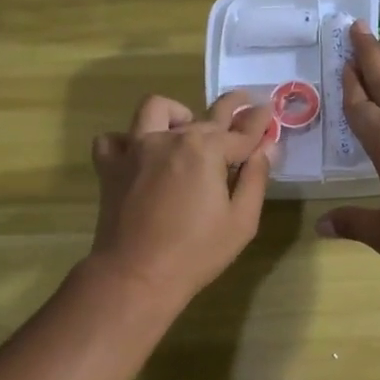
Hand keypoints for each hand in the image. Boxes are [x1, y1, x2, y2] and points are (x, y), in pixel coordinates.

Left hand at [87, 90, 276, 309]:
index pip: (240, 132)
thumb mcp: (241, 221)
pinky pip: (114, 139)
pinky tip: (140, 154)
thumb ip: (255, 178)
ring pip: (156, 110)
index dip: (258, 123)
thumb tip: (266, 147)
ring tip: (185, 126)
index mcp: (206, 151)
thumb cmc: (196, 253)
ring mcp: (136, 149)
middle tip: (244, 104)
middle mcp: (171, 139)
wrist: (135, 275)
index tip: (269, 112)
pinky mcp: (111, 166)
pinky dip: (127, 141)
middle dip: (230, 109)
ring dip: (175, 114)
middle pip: (206, 117)